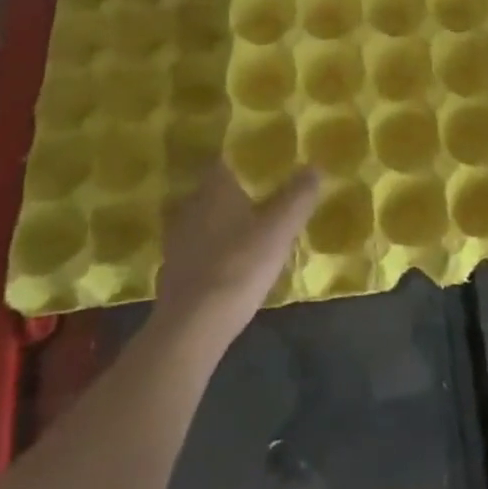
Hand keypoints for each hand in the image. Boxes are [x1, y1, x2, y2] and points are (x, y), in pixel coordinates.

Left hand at [155, 163, 317, 339]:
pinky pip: (196, 249)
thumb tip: (314, 166)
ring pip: (203, 220)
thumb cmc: (239, 267)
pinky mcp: (172, 272)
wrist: (192, 328)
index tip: (265, 163)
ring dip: (222, 222)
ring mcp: (176, 241)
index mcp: (214, 189)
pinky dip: (211, 250)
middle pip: (214, 190)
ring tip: (248, 229)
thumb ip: (298, 197)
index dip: (245, 159)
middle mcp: (190, 207)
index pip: (226, 160)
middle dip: (236, 192)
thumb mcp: (279, 230)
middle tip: (263, 196)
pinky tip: (228, 262)